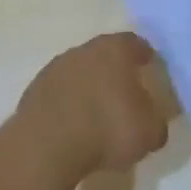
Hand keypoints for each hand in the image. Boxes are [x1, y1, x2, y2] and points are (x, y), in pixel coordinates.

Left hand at [17, 33, 169, 181]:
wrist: (47, 146)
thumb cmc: (107, 128)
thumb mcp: (149, 132)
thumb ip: (156, 121)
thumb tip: (153, 121)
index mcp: (115, 49)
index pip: (135, 43)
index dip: (144, 56)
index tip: (150, 69)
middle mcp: (84, 49)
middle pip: (104, 55)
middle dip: (115, 72)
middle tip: (125, 94)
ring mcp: (55, 68)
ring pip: (79, 72)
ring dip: (88, 87)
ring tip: (97, 115)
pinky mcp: (34, 90)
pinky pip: (59, 92)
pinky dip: (68, 104)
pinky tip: (74, 126)